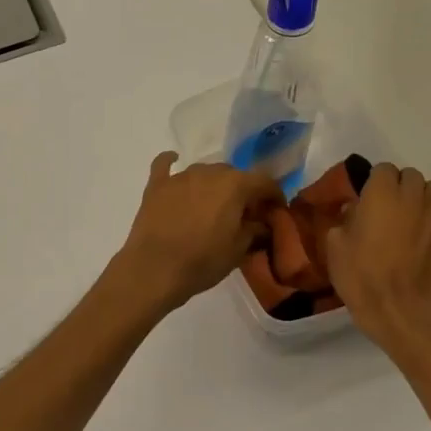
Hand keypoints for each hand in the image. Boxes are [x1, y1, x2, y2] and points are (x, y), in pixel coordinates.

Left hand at [112, 153, 283, 314]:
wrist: (155, 269)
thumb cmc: (203, 261)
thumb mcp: (238, 250)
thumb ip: (255, 230)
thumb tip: (262, 223)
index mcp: (235, 185)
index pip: (264, 181)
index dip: (274, 195)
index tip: (276, 210)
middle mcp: (209, 172)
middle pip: (234, 175)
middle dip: (243, 191)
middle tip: (244, 214)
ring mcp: (180, 176)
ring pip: (205, 172)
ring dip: (214, 185)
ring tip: (214, 206)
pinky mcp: (157, 185)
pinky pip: (165, 165)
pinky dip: (172, 163)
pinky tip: (174, 161)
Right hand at [323, 163, 430, 345]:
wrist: (400, 313)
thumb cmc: (361, 276)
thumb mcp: (334, 245)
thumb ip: (345, 219)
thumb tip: (355, 211)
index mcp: (383, 193)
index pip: (383, 169)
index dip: (374, 181)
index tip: (366, 198)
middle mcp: (414, 198)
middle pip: (412, 176)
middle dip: (400, 186)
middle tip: (387, 208)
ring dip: (421, 201)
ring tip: (409, 222)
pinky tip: (424, 248)